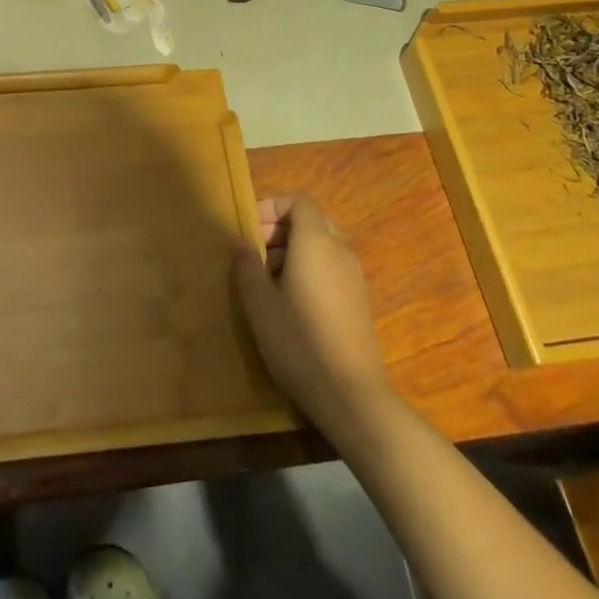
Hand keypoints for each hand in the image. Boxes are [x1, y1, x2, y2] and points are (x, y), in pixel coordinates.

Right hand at [233, 196, 391, 440]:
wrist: (351, 396)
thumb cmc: (299, 341)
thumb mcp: (260, 303)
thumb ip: (247, 265)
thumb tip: (240, 241)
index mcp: (316, 243)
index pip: (298, 202)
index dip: (272, 207)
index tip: (249, 230)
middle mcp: (340, 251)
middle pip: (311, 221)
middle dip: (281, 229)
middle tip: (255, 252)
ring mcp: (354, 277)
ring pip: (322, 245)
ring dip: (293, 250)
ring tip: (268, 280)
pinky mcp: (359, 302)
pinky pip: (331, 267)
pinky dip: (309, 269)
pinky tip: (291, 303)